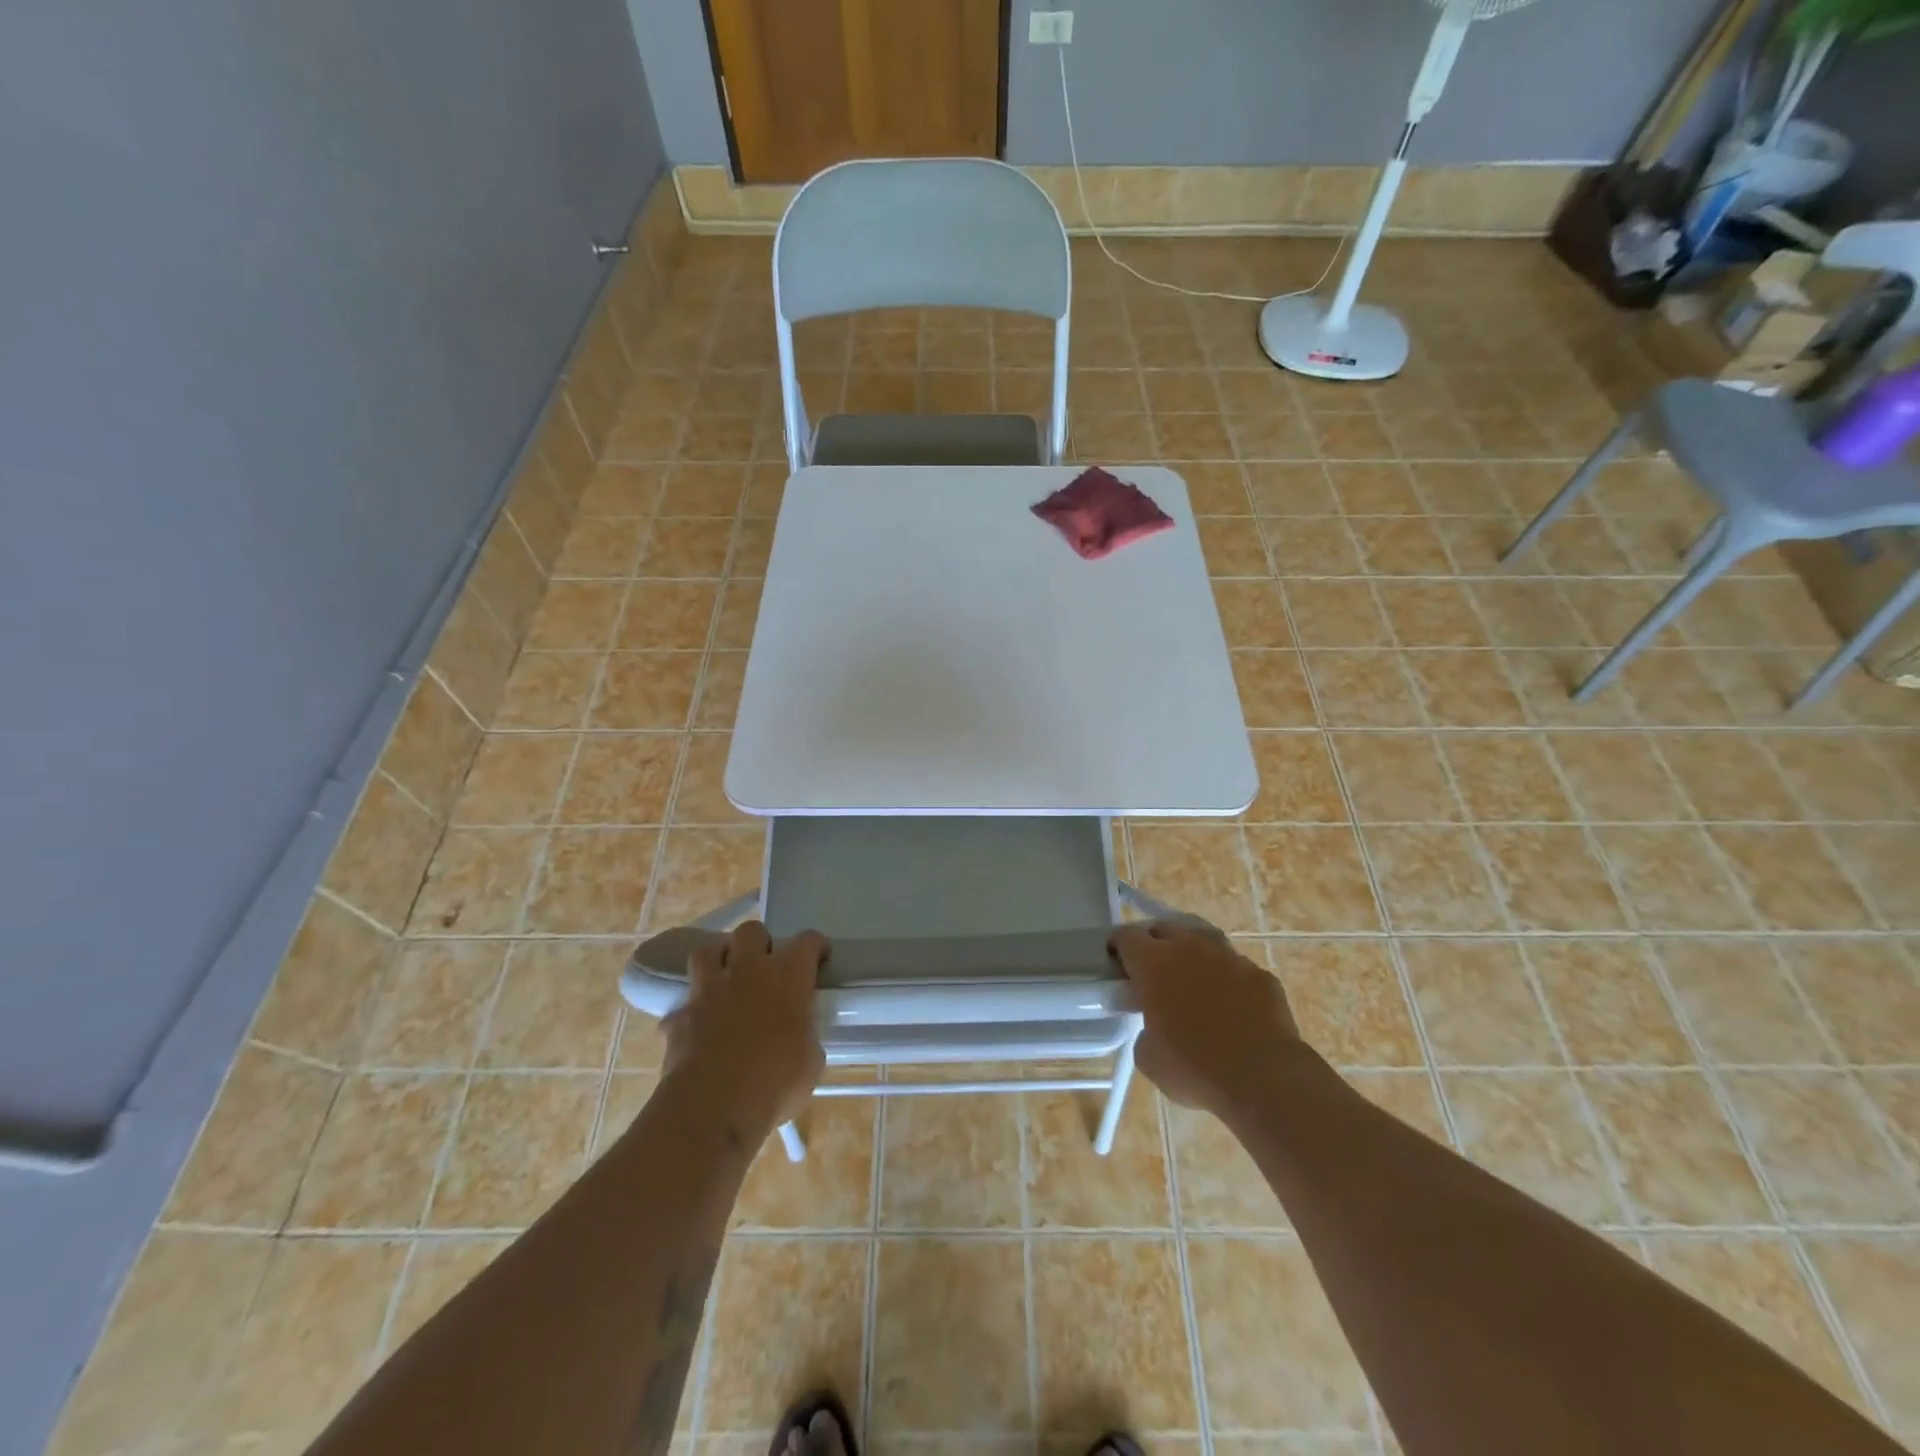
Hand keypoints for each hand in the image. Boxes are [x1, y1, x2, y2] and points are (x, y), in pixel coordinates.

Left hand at [661, 921, 827, 1136]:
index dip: (815, 947)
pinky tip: (697, 1028)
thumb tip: (797, 1035)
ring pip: (706, 952)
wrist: (712, 1108)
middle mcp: (747, 971)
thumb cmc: (775, 1083)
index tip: (819, 959)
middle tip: (765, 966)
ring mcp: (708, 990)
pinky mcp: (679, 1016)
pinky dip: (690, 1013)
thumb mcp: (810, 1061)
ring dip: (717, 961)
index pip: (807, 941)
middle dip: (759, 943)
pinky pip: (683, 1004)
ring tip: (725, 980)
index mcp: (788, 976)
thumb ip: (804, 1035)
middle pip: (751, 931)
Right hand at [1111, 920, 1302, 1121]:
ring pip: (1204, 939)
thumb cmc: (1194, 1068)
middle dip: (1154, 942)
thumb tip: (1154, 1028)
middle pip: (1164, 927)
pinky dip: (1227, 979)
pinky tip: (1230, 1003)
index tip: (1115, 963)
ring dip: (1192, 952)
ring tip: (1191, 977)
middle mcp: (1190, 948)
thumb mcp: (1148, 1057)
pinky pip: (1237, 968)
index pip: (1126, 937)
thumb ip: (1145, 1031)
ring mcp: (1230, 958)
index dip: (1117, 947)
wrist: (1264, 1079)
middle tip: (1151, 970)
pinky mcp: (1261, 975)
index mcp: (1154, 962)